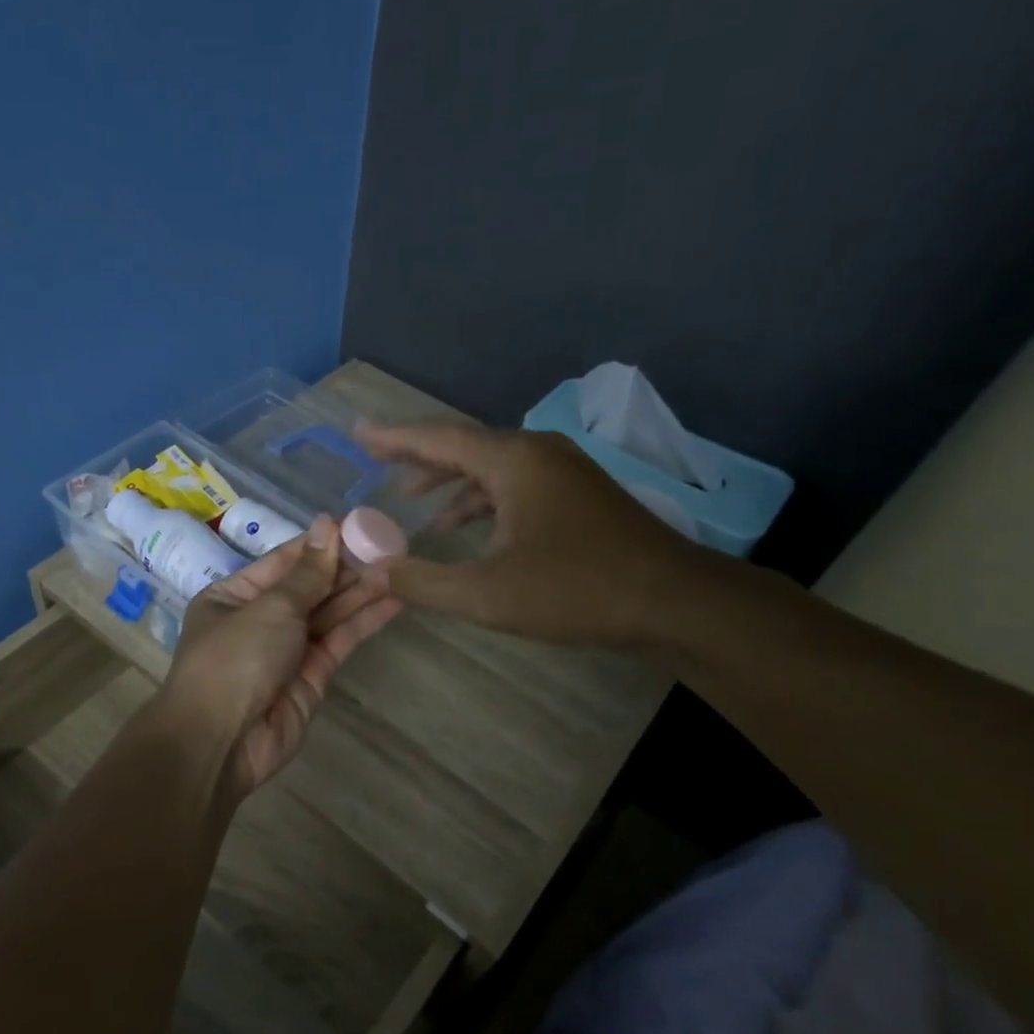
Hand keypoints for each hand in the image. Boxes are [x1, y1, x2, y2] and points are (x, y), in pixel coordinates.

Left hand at [163, 516, 400, 797]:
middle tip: (388, 546)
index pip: (283, 562)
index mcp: (233, 596)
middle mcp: (259, 620)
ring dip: (361, 592)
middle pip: (309, 587)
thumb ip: (307, 573)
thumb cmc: (235, 660)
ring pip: (328, 613)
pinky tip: (393, 602)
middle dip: (345, 568)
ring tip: (399, 568)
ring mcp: (286, 650)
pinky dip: (364, 622)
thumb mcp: (269, 608)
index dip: (319, 544)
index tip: (356, 525)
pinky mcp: (311, 676)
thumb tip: (327, 524)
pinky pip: (339, 641)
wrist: (222, 742)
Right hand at [353, 420, 712, 646]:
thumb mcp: (487, 595)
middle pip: (464, 444)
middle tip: (377, 459)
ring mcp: (563, 470)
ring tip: (412, 499)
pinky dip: (482, 497)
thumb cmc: (576, 591)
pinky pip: (515, 482)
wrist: (675, 601)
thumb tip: (371, 570)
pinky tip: (467, 526)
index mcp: (513, 461)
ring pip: (491, 464)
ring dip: (449, 480)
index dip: (393, 437)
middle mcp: (538, 452)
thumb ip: (422, 582)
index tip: (358, 432)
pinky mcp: (579, 493)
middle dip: (418, 455)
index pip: (438, 438)